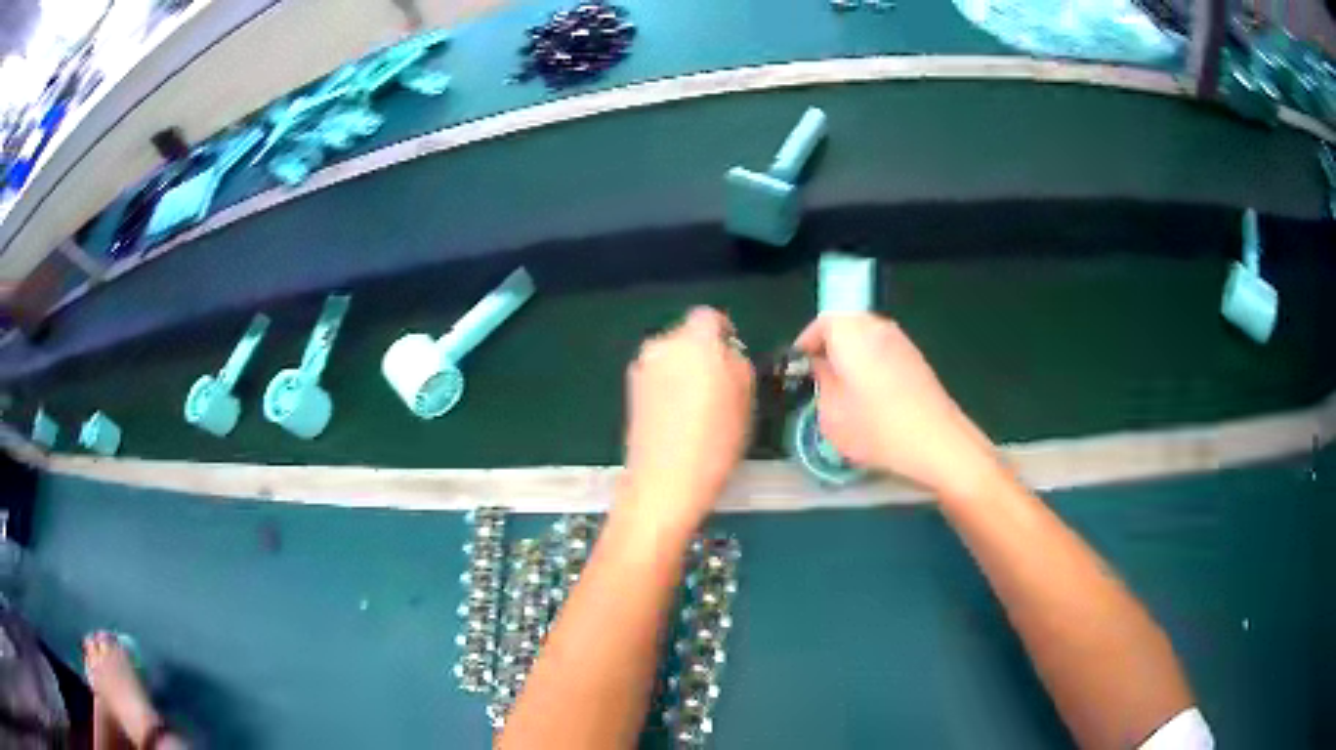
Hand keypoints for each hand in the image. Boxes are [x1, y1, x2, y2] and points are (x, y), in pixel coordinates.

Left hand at [622, 307, 754, 535]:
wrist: (665, 480)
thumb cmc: (716, 439)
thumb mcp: (745, 397)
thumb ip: (736, 362)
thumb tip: (725, 352)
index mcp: (694, 340)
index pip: (709, 316)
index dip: (723, 331)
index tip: (733, 354)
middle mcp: (662, 345)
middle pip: (686, 336)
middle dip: (702, 351)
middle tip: (719, 383)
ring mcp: (641, 368)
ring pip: (670, 356)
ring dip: (683, 369)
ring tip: (697, 404)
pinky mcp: (630, 391)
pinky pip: (657, 376)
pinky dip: (668, 386)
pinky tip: (677, 417)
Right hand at [794, 313, 1003, 500]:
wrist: (936, 441)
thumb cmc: (876, 427)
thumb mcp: (831, 413)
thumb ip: (820, 382)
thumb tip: (821, 366)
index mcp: (851, 332)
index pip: (821, 322)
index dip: (807, 342)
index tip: (799, 366)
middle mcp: (877, 327)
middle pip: (846, 326)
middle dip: (829, 347)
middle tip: (818, 376)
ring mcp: (901, 341)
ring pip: (867, 338)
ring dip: (852, 356)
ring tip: (843, 388)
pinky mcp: (917, 359)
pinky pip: (884, 351)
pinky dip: (872, 364)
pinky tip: (871, 395)